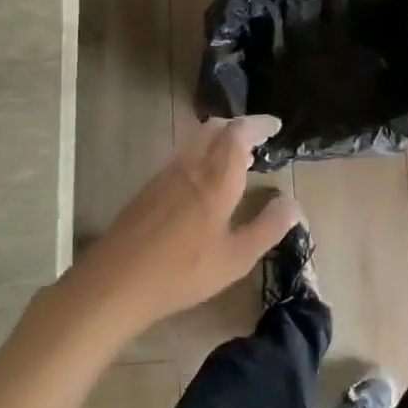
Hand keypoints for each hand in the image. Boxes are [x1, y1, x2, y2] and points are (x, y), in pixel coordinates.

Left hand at [74, 116, 300, 337]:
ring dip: (219, 141)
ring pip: (196, 141)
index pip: (239, 133)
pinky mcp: (149, 189)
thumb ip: (267, 228)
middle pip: (215, 129)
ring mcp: (165, 175)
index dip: (259, 125)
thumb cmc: (182, 272)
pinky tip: (206, 183)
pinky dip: (203, 155)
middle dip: (239, 127)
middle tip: (259, 140)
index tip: (275, 126)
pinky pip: (183, 156)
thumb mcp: (236, 258)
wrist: (114, 283)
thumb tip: (292, 203)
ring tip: (238, 160)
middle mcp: (190, 166)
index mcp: (216, 178)